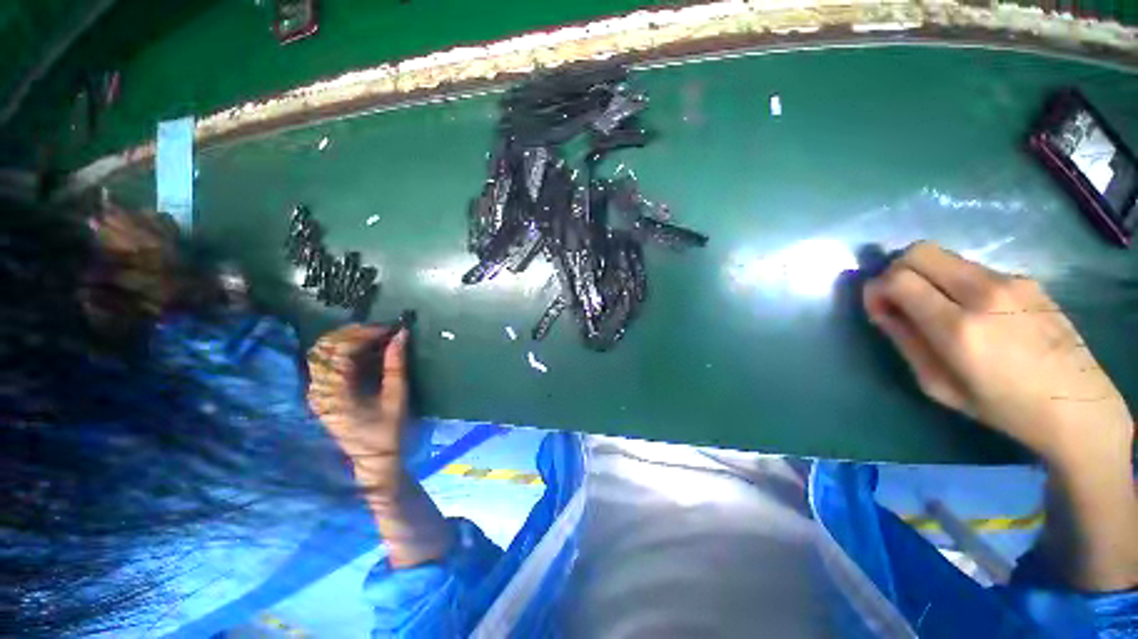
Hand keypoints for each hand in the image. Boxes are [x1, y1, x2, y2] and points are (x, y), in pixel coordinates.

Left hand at [307, 324, 408, 483]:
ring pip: (322, 352)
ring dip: (347, 339)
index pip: (339, 351)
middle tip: (381, 330)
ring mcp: (316, 392)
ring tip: (375, 337)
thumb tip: (401, 335)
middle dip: (353, 333)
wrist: (373, 460)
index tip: (388, 329)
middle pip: (324, 347)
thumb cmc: (387, 432)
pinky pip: (326, 362)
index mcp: (335, 394)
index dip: (363, 334)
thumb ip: (396, 365)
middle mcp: (318, 390)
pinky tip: (365, 350)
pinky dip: (345, 350)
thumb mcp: (397, 397)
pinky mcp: (322, 393)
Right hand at [862, 242, 1133, 466]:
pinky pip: (973, 268)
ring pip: (946, 256)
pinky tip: (971, 309)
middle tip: (899, 299)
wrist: (1078, 405)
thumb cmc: (1002, 406)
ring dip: (927, 275)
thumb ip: (905, 341)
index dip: (876, 289)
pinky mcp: (1027, 279)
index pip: (898, 279)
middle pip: (919, 251)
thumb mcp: (937, 385)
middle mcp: (984, 293)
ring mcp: (1010, 281)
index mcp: (959, 327)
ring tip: (936, 306)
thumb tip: (881, 309)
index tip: (879, 309)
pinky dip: (955, 281)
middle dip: (896, 270)